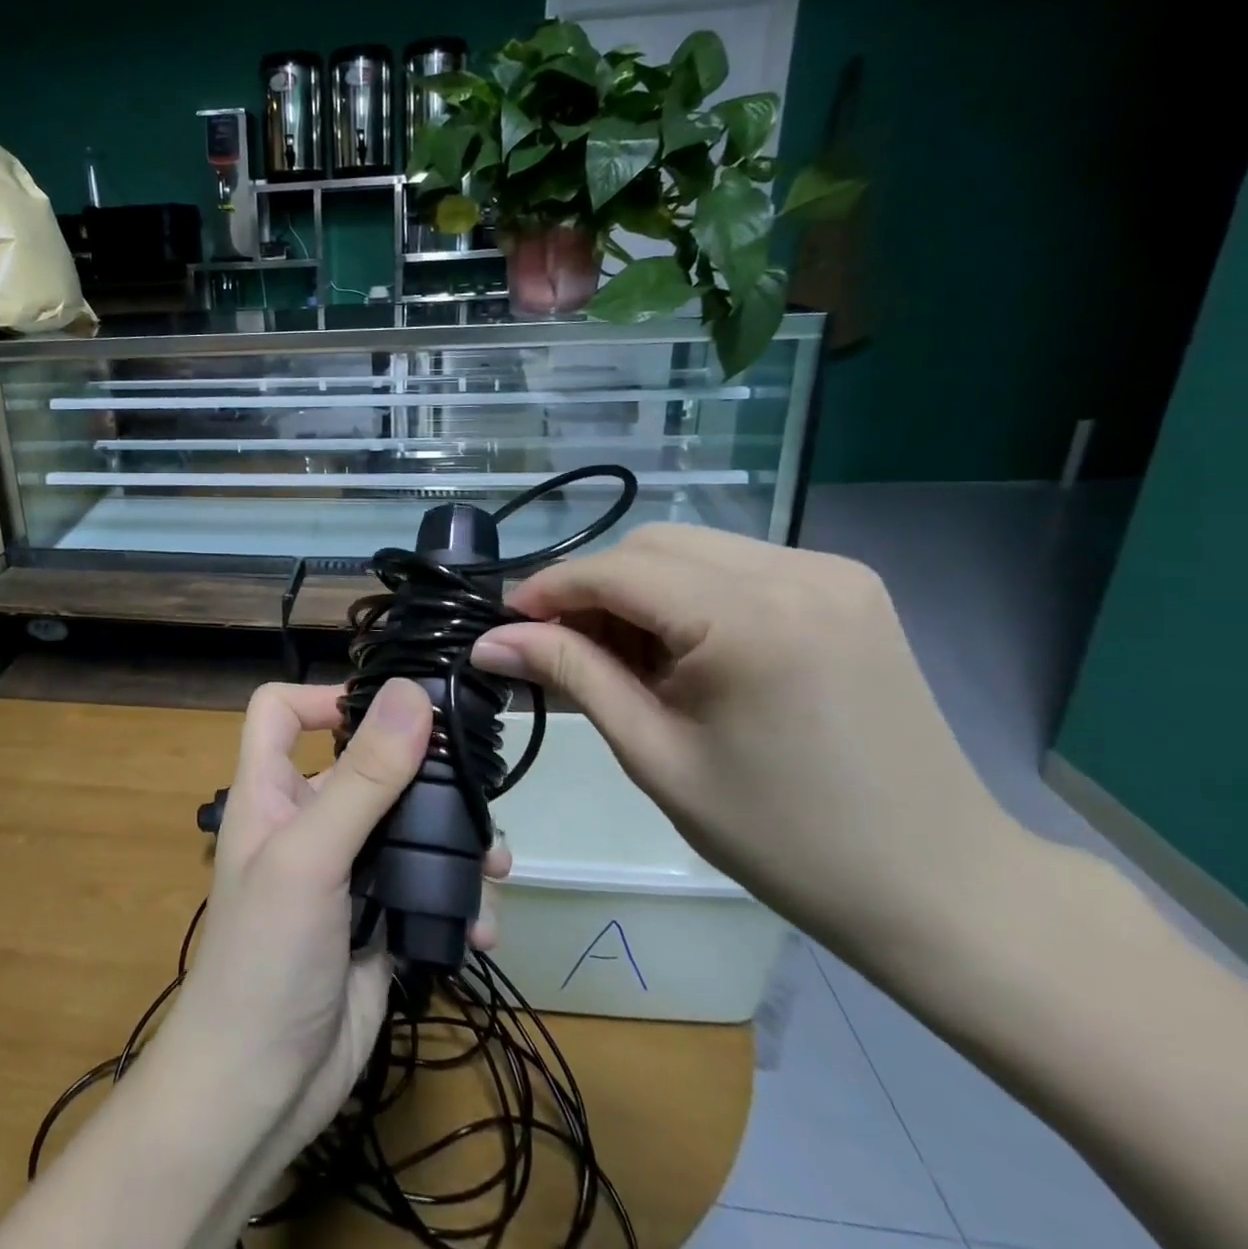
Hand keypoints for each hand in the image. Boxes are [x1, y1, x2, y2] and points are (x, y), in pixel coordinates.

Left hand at [158, 680, 511, 1166]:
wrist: (263, 1092)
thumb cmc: (266, 957)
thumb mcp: (311, 856)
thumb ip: (363, 778)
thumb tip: (411, 693)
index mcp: (270, 791)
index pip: (281, 711)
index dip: (323, 696)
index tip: (388, 709)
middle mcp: (307, 821)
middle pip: (366, 765)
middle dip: (423, 774)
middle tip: (477, 786)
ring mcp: (346, 872)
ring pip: (407, 826)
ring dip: (453, 840)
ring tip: (494, 863)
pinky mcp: (379, 919)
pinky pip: (424, 885)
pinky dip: (455, 896)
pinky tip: (479, 924)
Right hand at [471, 524, 1016, 970]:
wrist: (941, 885)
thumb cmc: (784, 838)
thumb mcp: (656, 755)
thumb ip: (571, 675)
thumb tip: (490, 641)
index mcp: (752, 618)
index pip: (617, 571)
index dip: (548, 590)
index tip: (501, 623)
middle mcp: (795, 569)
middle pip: (651, 545)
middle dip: (591, 588)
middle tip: (556, 646)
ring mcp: (830, 570)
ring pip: (690, 548)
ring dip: (635, 589)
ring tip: (617, 654)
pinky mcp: (846, 584)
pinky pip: (733, 565)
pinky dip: (685, 594)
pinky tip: (678, 648)